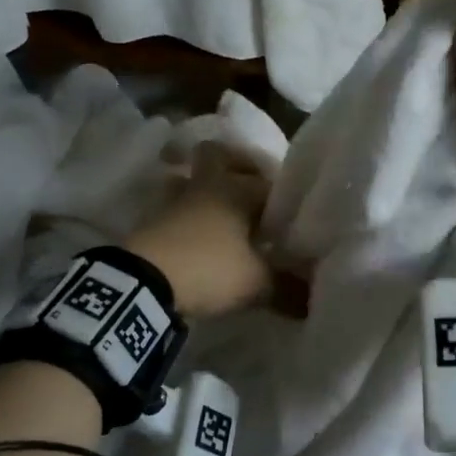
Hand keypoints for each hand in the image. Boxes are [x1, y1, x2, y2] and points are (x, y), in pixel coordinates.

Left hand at [124, 142, 274, 317]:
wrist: (143, 283)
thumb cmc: (209, 268)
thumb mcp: (256, 284)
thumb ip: (287, 288)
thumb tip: (312, 300)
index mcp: (236, 189)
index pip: (268, 183)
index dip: (281, 199)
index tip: (290, 220)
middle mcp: (205, 185)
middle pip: (218, 155)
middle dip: (234, 167)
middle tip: (250, 193)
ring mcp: (174, 200)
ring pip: (191, 181)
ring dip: (205, 193)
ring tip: (221, 218)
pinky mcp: (151, 220)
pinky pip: (175, 208)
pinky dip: (187, 218)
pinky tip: (198, 240)